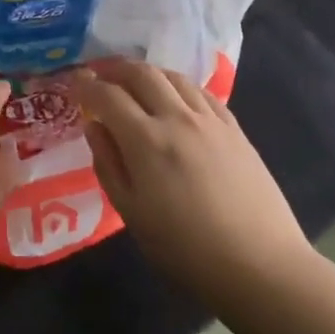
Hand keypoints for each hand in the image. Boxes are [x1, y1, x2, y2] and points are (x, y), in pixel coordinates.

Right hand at [72, 62, 312, 302]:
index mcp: (146, 141)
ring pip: (173, 76)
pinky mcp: (235, 128)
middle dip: (115, 68)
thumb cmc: (185, 249)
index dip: (86, 85)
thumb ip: (108, 164)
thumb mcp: (131, 213)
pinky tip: (175, 97)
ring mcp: (210, 120)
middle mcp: (177, 118)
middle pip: (141, 73)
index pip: (108, 96)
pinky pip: (201, 92)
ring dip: (148, 72)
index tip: (75, 82)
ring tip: (135, 82)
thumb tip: (94, 127)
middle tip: (100, 74)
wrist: (260, 265)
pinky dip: (179, 85)